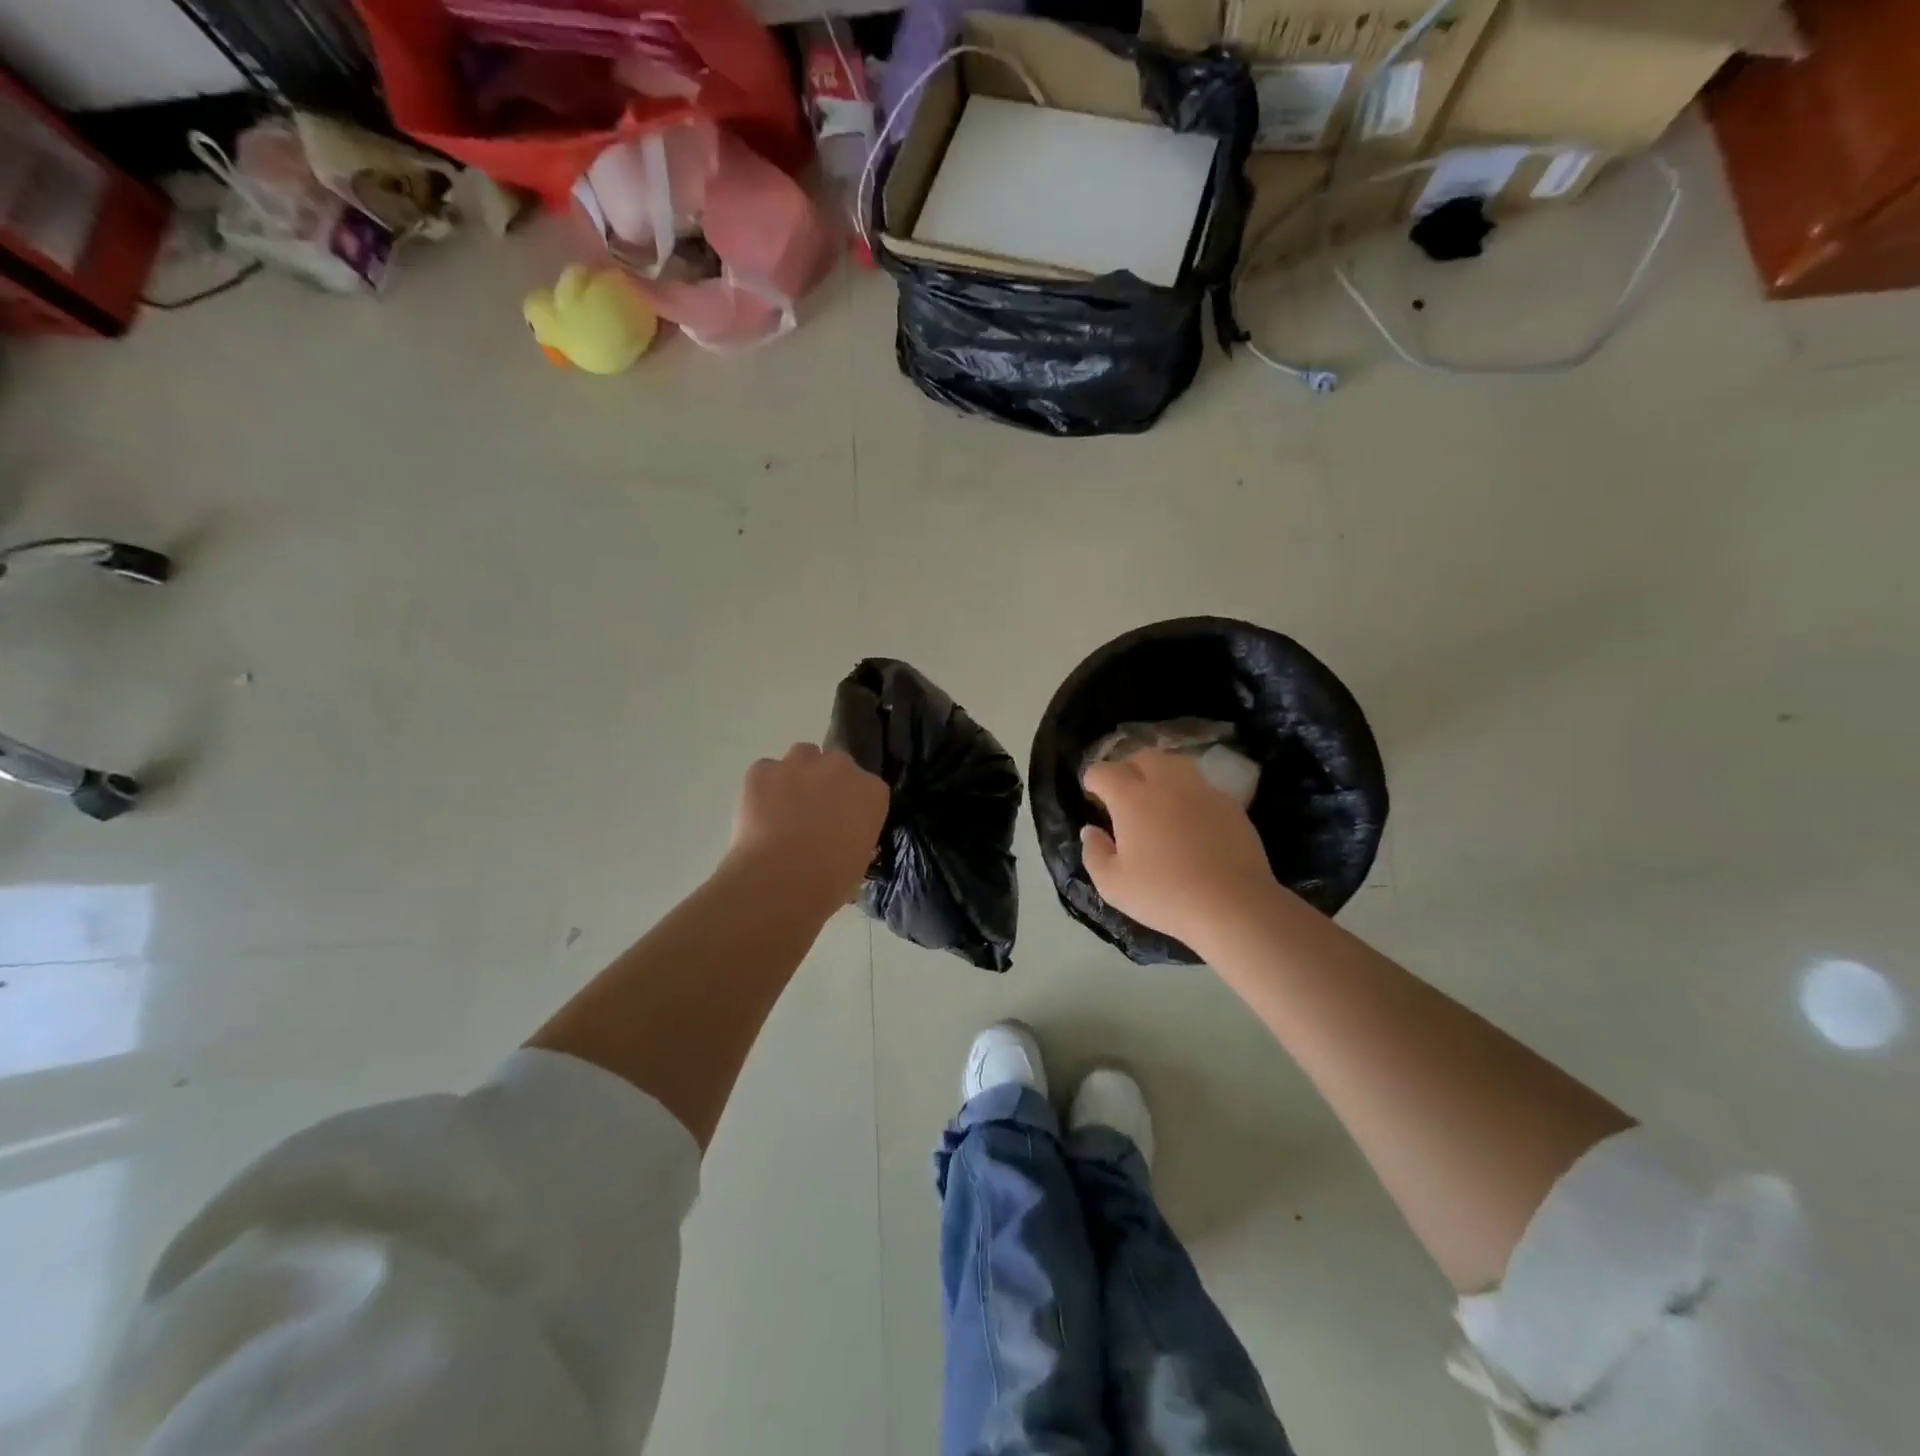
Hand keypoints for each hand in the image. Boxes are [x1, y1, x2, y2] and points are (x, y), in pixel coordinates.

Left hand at [726, 744, 888, 915]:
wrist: (781, 881)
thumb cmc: (830, 881)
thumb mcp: (859, 861)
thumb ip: (854, 837)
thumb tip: (840, 842)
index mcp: (872, 791)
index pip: (867, 787)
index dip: (852, 804)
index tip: (842, 823)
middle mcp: (840, 767)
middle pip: (835, 764)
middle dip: (826, 783)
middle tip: (813, 815)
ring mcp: (799, 764)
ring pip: (801, 756)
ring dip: (797, 775)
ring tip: (784, 808)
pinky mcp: (762, 770)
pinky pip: (765, 771)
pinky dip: (763, 787)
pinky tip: (758, 814)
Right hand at [1080, 750, 1277, 952]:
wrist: (1233, 906)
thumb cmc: (1165, 895)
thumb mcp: (1113, 885)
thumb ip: (1094, 853)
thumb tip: (1091, 830)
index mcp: (1131, 799)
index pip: (1104, 771)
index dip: (1092, 778)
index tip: (1091, 792)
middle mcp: (1166, 784)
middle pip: (1142, 756)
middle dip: (1128, 767)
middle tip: (1123, 790)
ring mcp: (1202, 790)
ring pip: (1176, 763)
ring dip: (1160, 773)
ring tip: (1157, 796)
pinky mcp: (1230, 804)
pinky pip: (1202, 786)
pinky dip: (1188, 793)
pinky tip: (1189, 818)